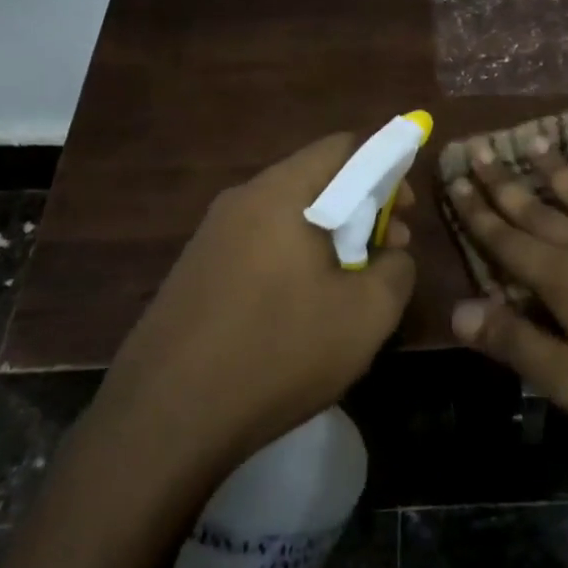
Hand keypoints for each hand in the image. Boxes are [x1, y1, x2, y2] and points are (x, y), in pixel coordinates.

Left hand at [97, 133, 416, 465]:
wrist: (162, 421)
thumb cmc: (278, 352)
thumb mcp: (367, 314)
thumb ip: (397, 269)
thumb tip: (391, 255)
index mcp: (282, 193)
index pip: (344, 146)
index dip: (387, 168)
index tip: (405, 213)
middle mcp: (241, 200)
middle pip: (315, 180)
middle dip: (360, 209)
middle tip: (386, 255)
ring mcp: (210, 237)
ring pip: (286, 217)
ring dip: (327, 239)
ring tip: (347, 289)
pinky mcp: (193, 273)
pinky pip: (258, 247)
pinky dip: (291, 262)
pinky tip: (299, 313)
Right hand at [445, 137, 567, 445]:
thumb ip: (513, 341)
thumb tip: (456, 311)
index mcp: (562, 277)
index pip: (506, 239)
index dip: (477, 212)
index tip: (454, 181)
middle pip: (538, 207)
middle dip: (504, 181)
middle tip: (480, 150)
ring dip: (554, 168)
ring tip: (533, 141)